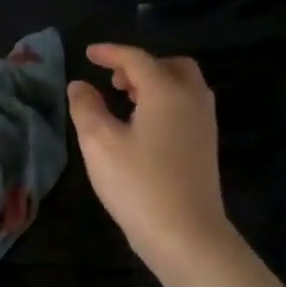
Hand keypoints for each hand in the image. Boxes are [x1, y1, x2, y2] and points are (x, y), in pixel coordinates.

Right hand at [67, 43, 235, 281]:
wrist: (185, 233)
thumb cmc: (138, 184)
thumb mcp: (99, 143)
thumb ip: (86, 108)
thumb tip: (79, 86)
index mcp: (166, 91)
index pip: (136, 59)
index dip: (110, 53)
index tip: (88, 54)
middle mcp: (191, 99)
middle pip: (170, 66)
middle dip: (141, 66)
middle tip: (113, 81)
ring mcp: (204, 123)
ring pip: (182, 87)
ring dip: (155, 84)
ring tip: (124, 102)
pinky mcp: (206, 146)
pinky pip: (186, 107)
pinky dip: (164, 103)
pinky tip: (142, 127)